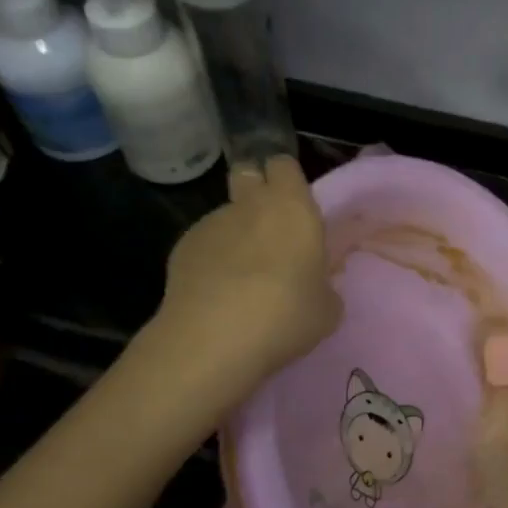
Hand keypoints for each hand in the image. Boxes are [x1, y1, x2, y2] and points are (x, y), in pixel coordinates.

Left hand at [151, 156, 340, 376]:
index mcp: (292, 208)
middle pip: (248, 174)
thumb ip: (323, 286)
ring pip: (226, 216)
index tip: (296, 208)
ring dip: (236, 235)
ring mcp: (210, 224)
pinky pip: (204, 245)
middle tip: (270, 230)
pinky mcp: (181, 249)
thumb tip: (314, 285)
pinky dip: (212, 261)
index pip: (285, 166)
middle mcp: (249, 205)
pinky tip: (218, 295)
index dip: (289, 182)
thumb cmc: (287, 315)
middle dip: (256, 191)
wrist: (214, 340)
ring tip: (243, 279)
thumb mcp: (327, 308)